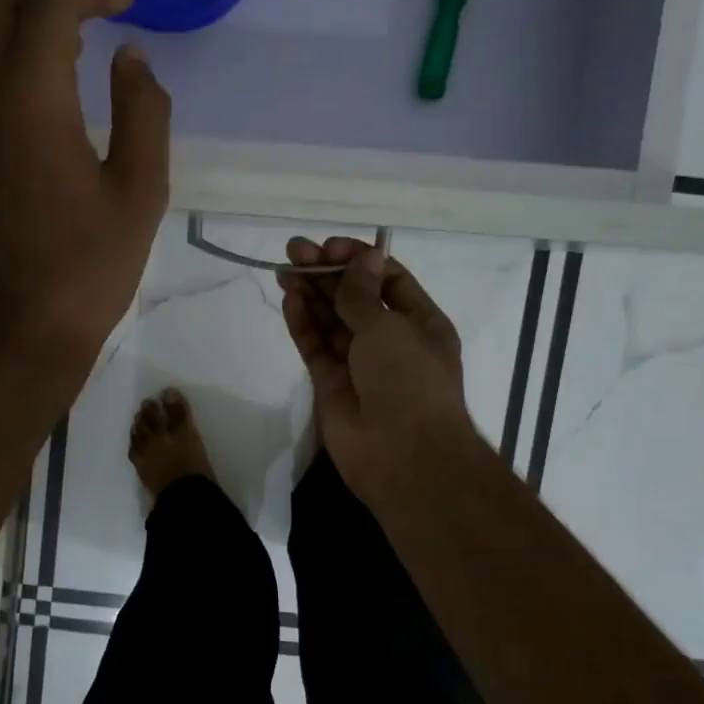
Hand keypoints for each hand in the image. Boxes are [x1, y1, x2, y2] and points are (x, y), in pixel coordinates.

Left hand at [0, 0, 171, 390]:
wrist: (17, 336)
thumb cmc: (89, 270)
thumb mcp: (140, 193)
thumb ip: (143, 112)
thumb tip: (131, 59)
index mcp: (28, 103)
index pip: (49, 8)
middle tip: (95, 10)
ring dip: (18, 27)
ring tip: (68, 48)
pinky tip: (33, 95)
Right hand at [278, 237, 483, 503]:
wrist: (403, 456)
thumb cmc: (408, 382)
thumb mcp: (389, 328)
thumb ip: (363, 294)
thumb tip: (364, 256)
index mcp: (419, 324)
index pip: (387, 281)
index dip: (358, 260)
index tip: (329, 246)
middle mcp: (390, 341)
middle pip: (354, 298)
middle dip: (327, 273)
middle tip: (294, 251)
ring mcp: (359, 364)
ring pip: (331, 322)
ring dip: (311, 294)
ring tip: (285, 269)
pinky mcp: (331, 386)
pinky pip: (316, 348)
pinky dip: (303, 324)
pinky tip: (289, 299)